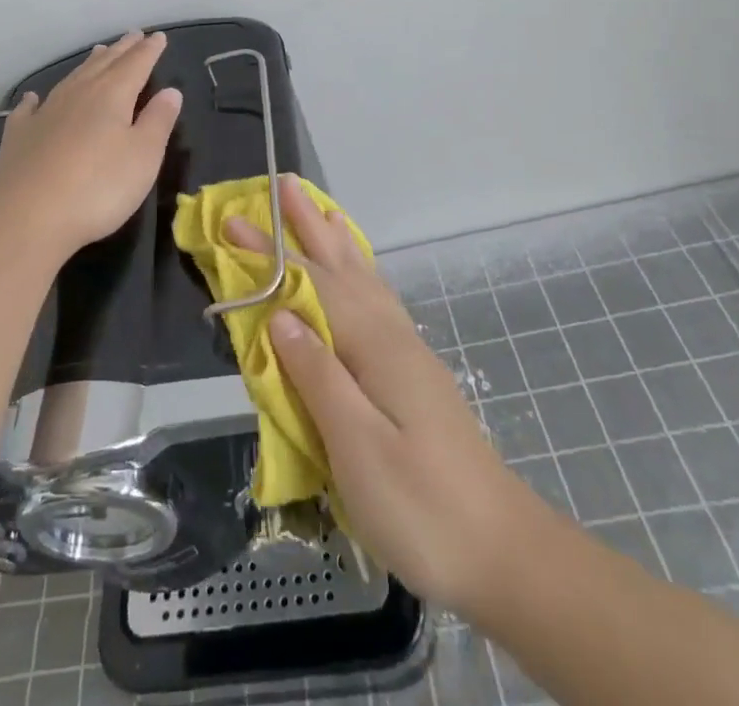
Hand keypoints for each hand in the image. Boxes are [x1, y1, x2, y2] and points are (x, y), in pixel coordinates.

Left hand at [0, 30, 183, 258]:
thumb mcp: (143, 156)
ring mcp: (45, 113)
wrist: (29, 216)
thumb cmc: (99, 187)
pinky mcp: (20, 137)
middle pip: (104, 65)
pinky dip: (34, 100)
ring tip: (98, 52)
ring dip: (87, 65)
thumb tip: (171, 91)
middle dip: (122, 50)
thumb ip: (158, 121)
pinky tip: (33, 98)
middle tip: (133, 35)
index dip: (149, 51)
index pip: (136, 65)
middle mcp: (78, 94)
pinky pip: (29, 109)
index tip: (159, 37)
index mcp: (112, 96)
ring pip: (71, 79)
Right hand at [227, 178, 549, 615]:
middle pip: (342, 268)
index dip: (271, 254)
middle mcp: (393, 336)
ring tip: (321, 212)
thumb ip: (318, 375)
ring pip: (365, 280)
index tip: (233, 223)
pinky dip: (361, 274)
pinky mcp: (414, 375)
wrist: (505, 554)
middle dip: (309, 227)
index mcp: (376, 347)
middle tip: (284, 185)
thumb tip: (280, 314)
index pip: (312, 285)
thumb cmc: (423, 508)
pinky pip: (378, 301)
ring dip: (337, 243)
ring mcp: (409, 354)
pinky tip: (358, 279)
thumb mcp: (359, 448)